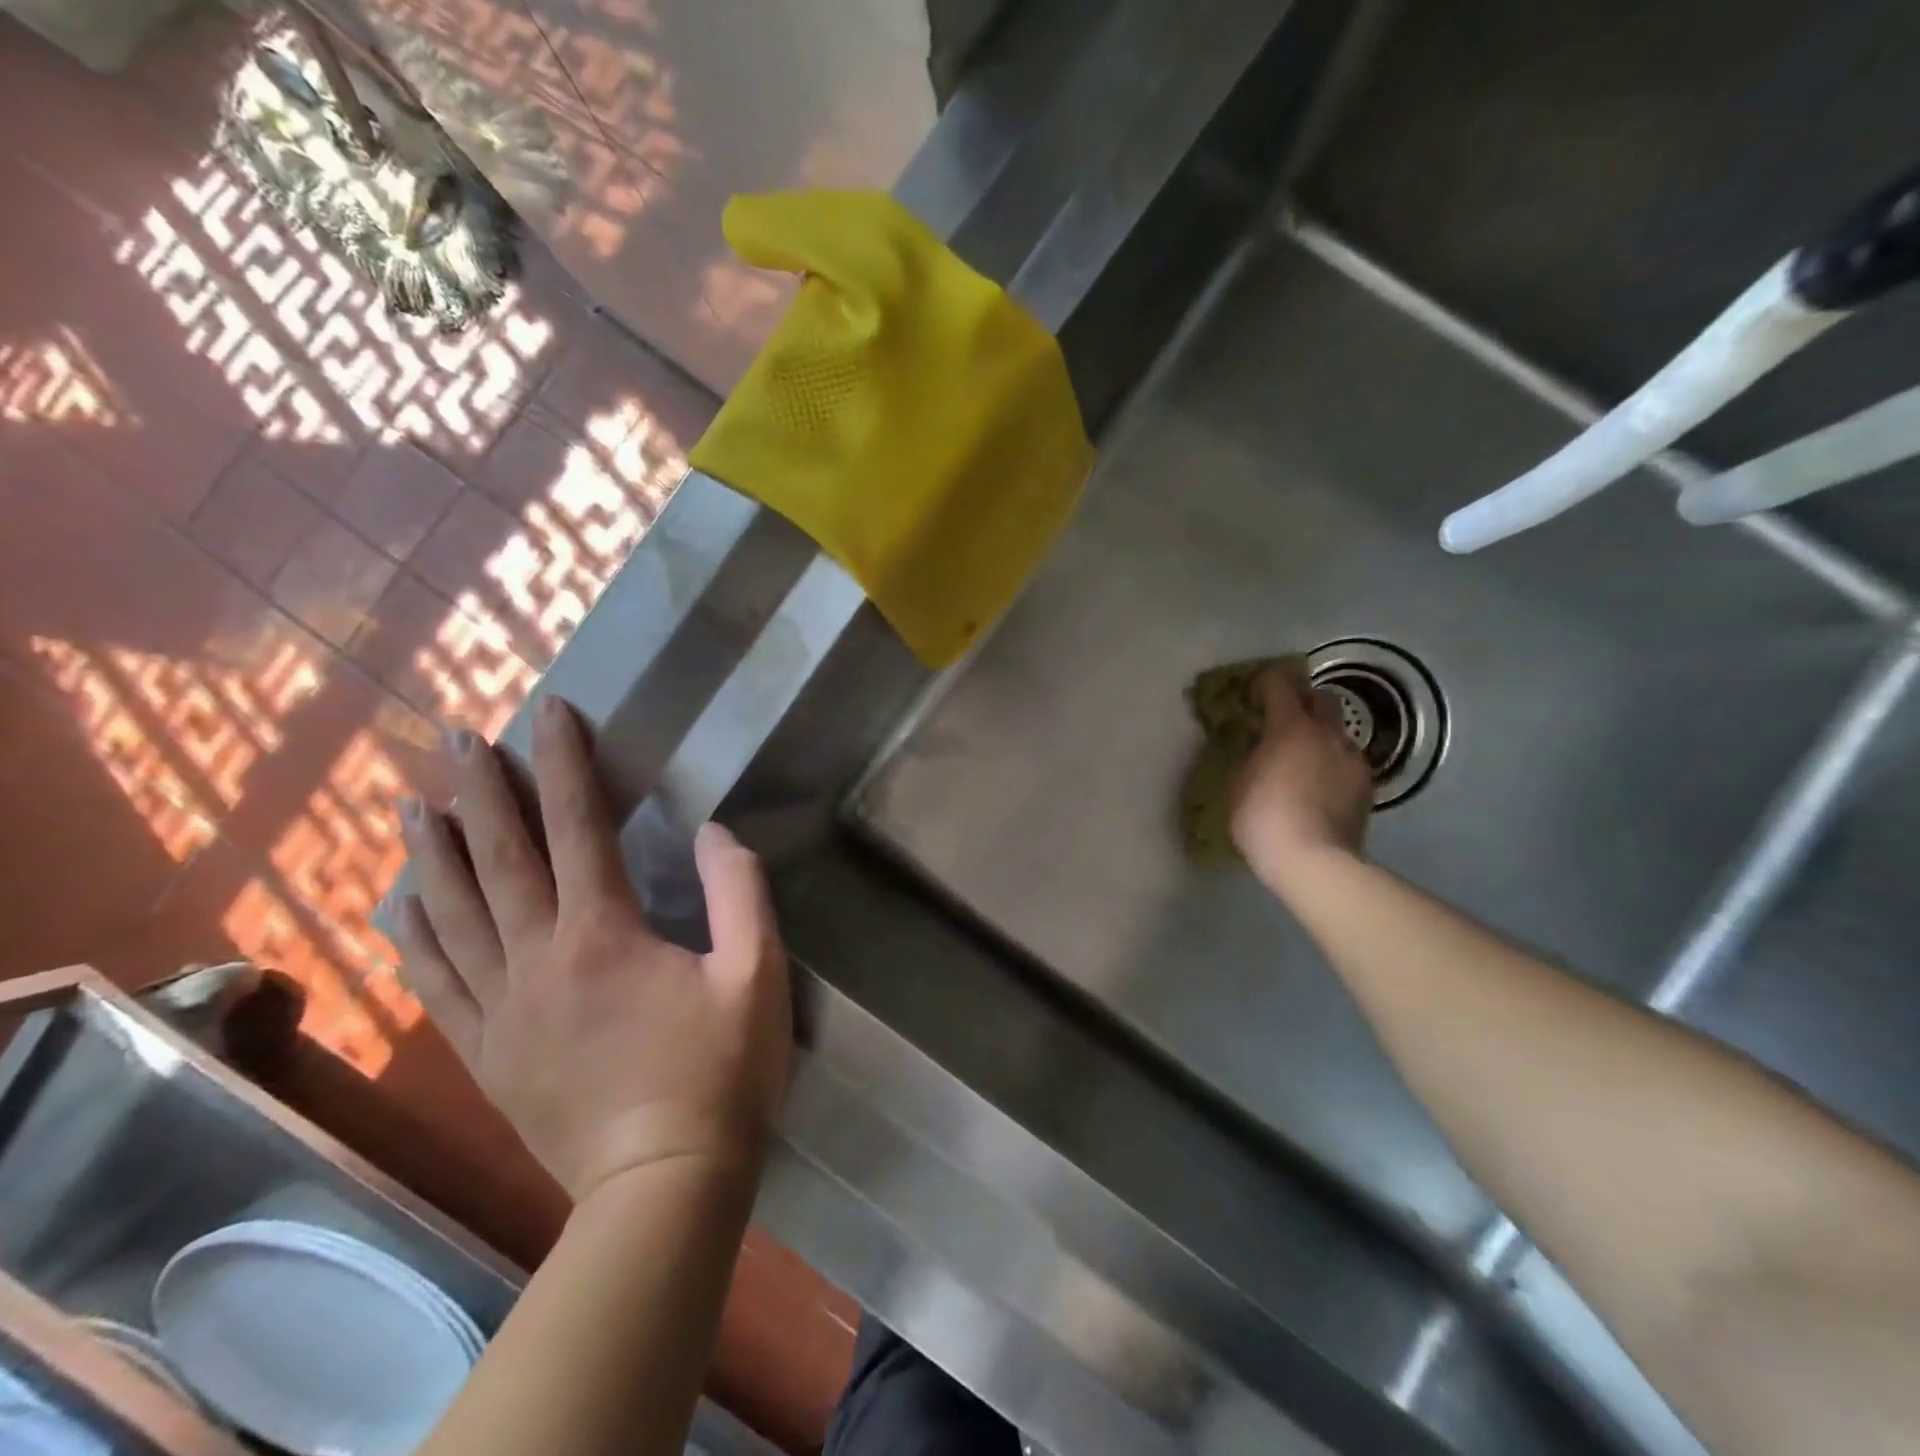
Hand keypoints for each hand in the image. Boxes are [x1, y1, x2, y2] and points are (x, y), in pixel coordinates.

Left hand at [395, 696, 791, 1203]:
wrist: (662, 1184)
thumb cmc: (721, 1073)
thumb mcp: (758, 974)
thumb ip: (738, 892)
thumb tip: (712, 832)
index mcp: (604, 933)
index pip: (578, 826)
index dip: (564, 763)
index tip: (550, 712)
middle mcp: (538, 957)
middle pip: (499, 857)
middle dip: (480, 790)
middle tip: (457, 738)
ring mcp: (501, 1008)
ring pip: (451, 914)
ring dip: (432, 852)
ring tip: (413, 805)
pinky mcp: (486, 1052)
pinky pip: (436, 982)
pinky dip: (413, 937)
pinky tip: (398, 909)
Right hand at [1230, 668, 1373, 886]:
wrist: (1314, 861)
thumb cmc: (1263, 818)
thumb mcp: (1238, 783)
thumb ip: (1248, 755)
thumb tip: (1256, 745)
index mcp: (1290, 726)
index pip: (1279, 685)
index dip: (1265, 683)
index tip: (1254, 690)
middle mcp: (1327, 733)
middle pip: (1321, 698)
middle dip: (1302, 700)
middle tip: (1283, 717)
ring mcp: (1352, 758)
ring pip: (1338, 731)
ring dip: (1321, 734)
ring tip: (1304, 755)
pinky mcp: (1366, 784)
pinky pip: (1347, 760)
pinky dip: (1333, 762)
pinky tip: (1321, 783)